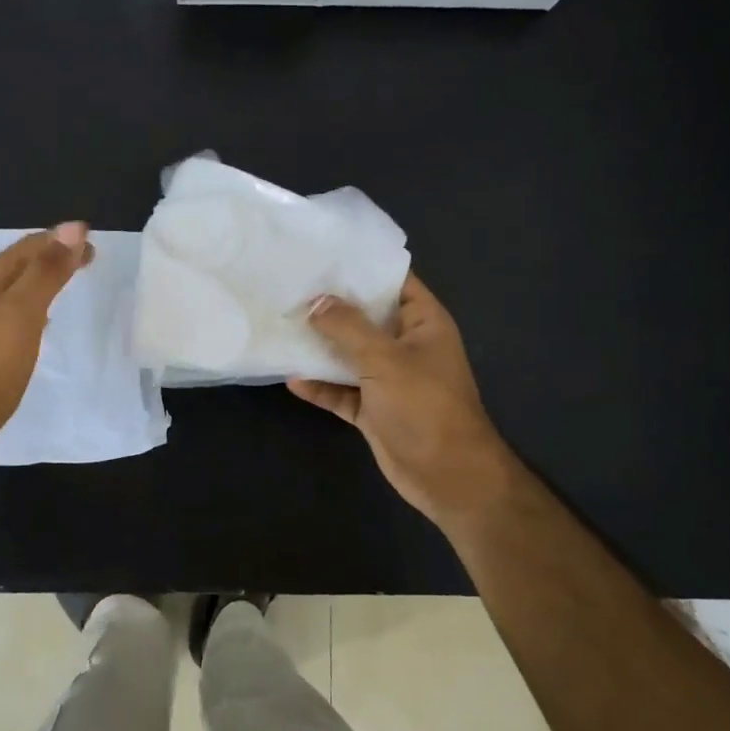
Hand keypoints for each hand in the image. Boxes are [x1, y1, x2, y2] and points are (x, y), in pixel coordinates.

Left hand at [0, 223, 94, 460]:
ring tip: (67, 280)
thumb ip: (46, 272)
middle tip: (87, 257)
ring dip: (42, 280)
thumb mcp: (22, 312)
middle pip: (19, 265)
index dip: (61, 240)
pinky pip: (12, 314)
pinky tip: (40, 322)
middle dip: (52, 256)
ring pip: (15, 289)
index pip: (28, 247)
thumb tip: (74, 228)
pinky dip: (33, 306)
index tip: (93, 241)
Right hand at [288, 274, 515, 535]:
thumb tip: (316, 301)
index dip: (361, 267)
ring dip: (320, 347)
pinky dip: (320, 386)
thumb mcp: (384, 359)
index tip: (322, 255)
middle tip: (290, 287)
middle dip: (331, 306)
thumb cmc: (424, 405)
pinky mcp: (373, 409)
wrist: (447, 474)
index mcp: (422, 322)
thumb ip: (348, 328)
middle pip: (365, 318)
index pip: (393, 281)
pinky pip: (341, 391)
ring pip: (349, 355)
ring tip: (282, 327)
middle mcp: (406, 345)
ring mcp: (389, 378)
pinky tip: (291, 378)